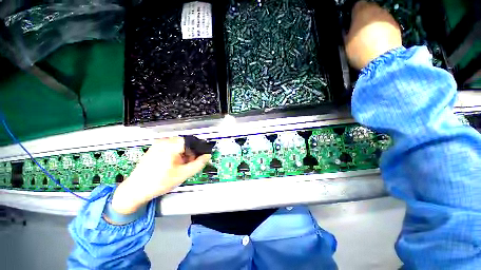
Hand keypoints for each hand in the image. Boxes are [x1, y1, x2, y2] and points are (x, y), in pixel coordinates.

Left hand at [111, 137, 210, 214]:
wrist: (135, 190)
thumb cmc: (159, 182)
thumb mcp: (183, 174)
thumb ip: (198, 164)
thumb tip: (207, 156)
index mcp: (170, 146)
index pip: (191, 142)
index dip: (197, 150)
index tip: (198, 159)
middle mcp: (163, 142)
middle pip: (185, 143)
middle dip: (190, 153)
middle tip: (189, 164)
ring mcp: (157, 144)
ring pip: (178, 145)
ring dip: (183, 153)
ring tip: (180, 166)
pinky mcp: (154, 149)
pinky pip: (170, 147)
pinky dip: (176, 154)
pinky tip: (173, 164)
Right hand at [345, 1, 401, 69]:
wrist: (382, 60)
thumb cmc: (361, 51)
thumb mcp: (346, 42)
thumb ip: (347, 32)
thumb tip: (348, 29)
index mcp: (362, 11)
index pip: (355, 6)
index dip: (352, 15)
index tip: (350, 23)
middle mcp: (376, 9)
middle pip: (368, 9)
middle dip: (363, 18)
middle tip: (359, 31)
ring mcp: (388, 17)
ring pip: (378, 17)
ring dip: (373, 24)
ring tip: (368, 38)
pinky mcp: (396, 25)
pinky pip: (386, 24)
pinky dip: (382, 30)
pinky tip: (377, 41)